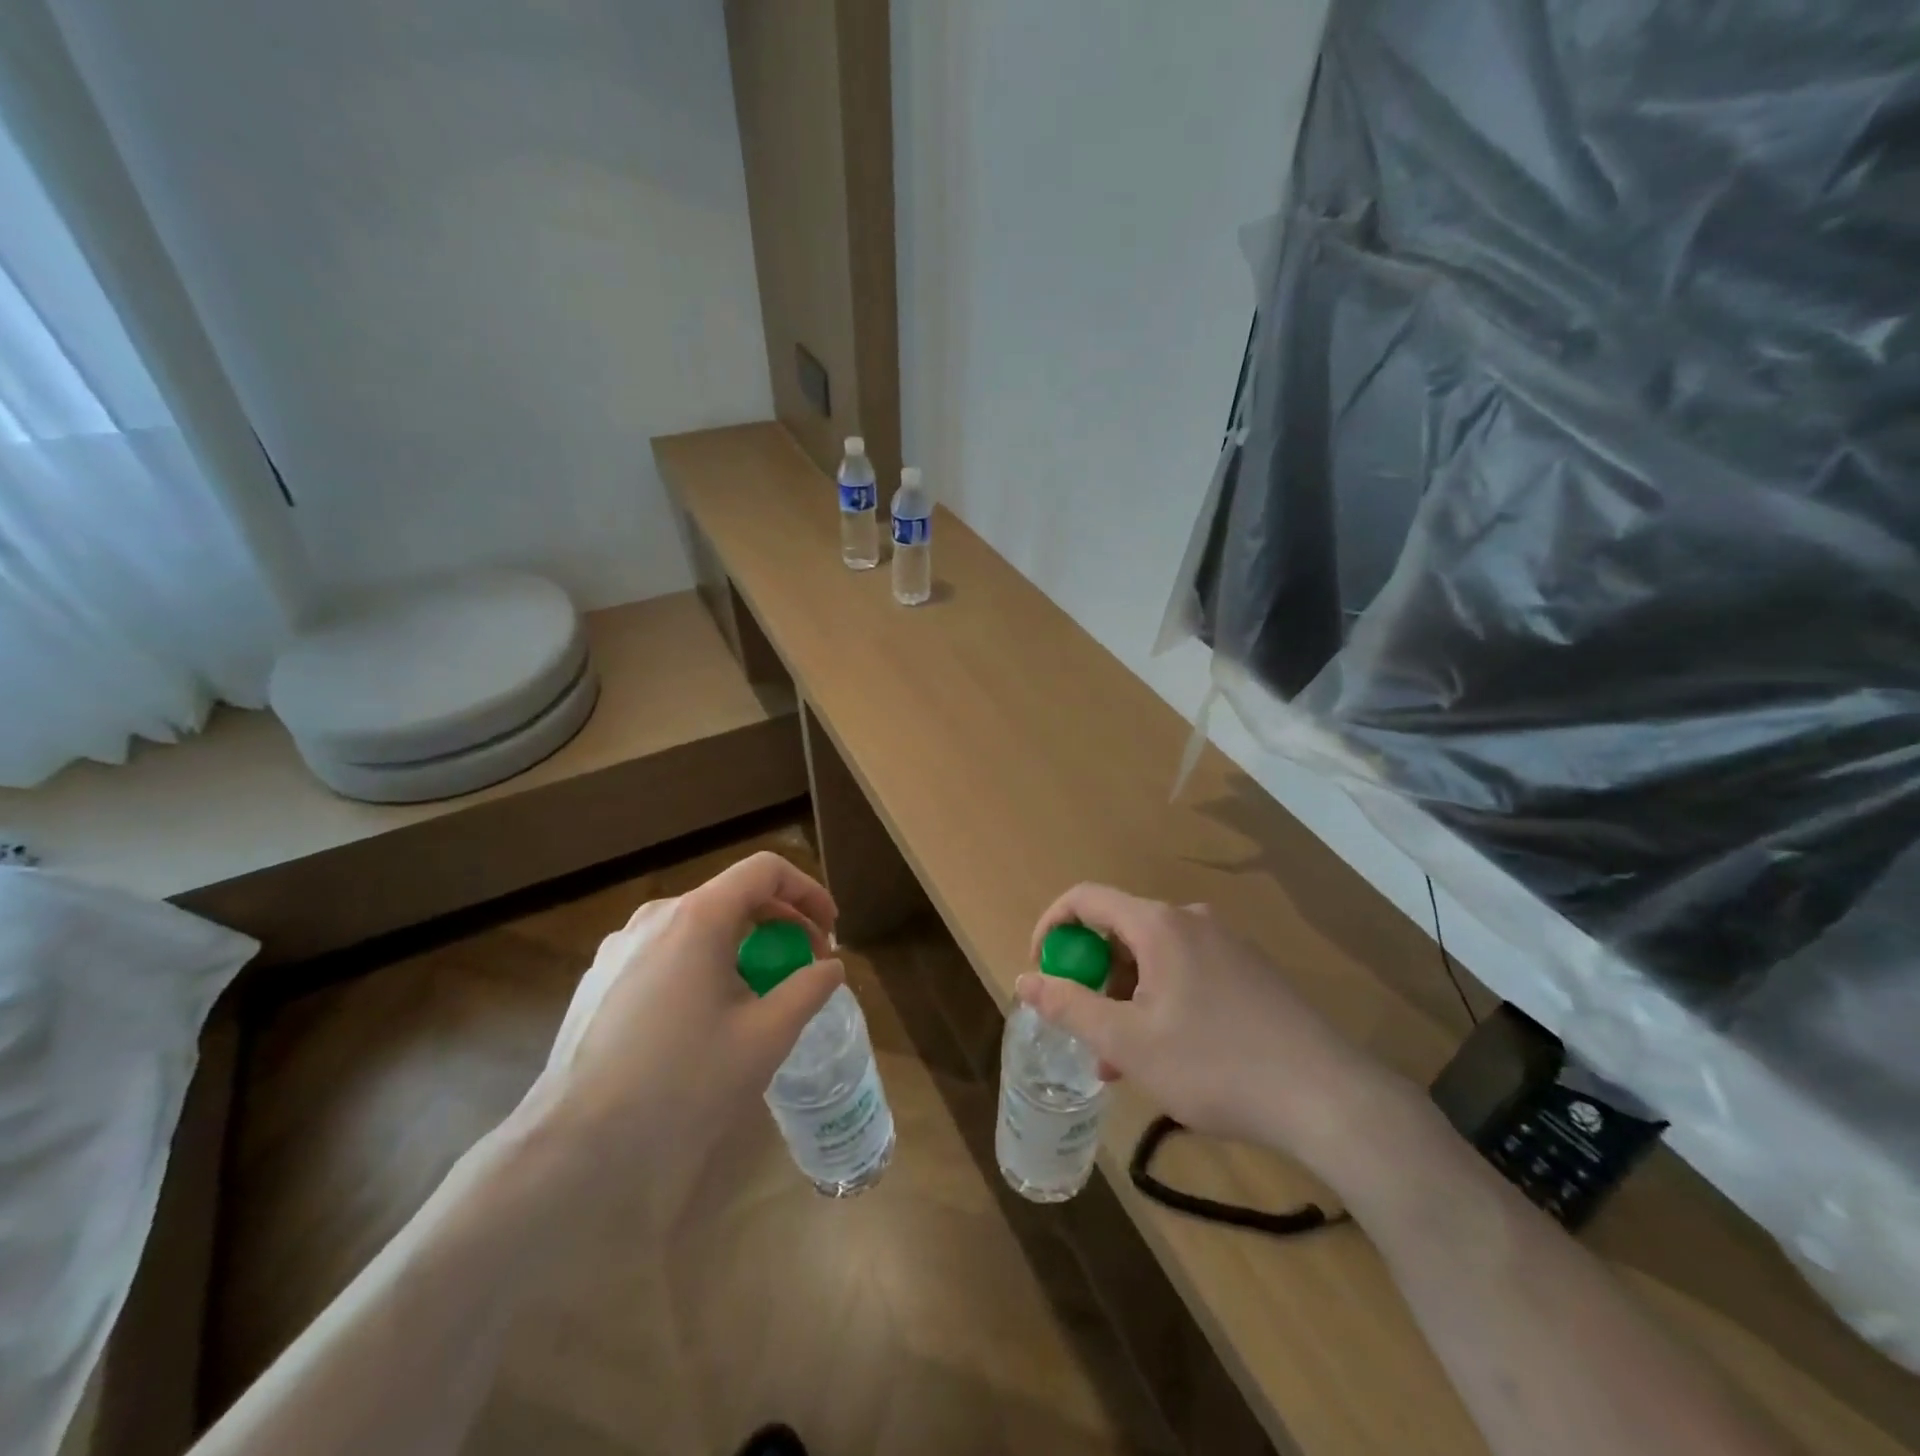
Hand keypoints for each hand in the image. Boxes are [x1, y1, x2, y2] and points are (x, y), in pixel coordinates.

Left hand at [520, 851, 844, 1222]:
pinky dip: (702, 964)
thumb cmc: (684, 1083)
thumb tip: (830, 968)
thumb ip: (808, 989)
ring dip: (741, 945)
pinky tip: (704, 1017)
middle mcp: (654, 917)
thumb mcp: (766, 1036)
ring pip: (697, 926)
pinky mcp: (598, 980)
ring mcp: (619, 947)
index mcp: (697, 917)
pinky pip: (665, 952)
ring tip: (757, 995)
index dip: (807, 892)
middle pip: (732, 896)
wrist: (578, 1149)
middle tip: (804, 965)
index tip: (829, 932)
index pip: (765, 870)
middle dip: (779, 923)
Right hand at [1018, 884, 1403, 1171]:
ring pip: (1154, 959)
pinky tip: (1168, 1056)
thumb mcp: (1129, 1042)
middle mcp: (1191, 920)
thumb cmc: (1215, 1065)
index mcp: (1159, 924)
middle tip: (1086, 1032)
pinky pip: (1186, 973)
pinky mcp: (1250, 972)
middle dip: (1092, 978)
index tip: (1040, 971)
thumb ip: (1069, 1006)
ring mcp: (1226, 944)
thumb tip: (1024, 981)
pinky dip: (1160, 1003)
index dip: (1051, 927)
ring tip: (1123, 1062)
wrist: (1328, 1098)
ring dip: (1126, 999)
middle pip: (1120, 931)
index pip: (1086, 899)